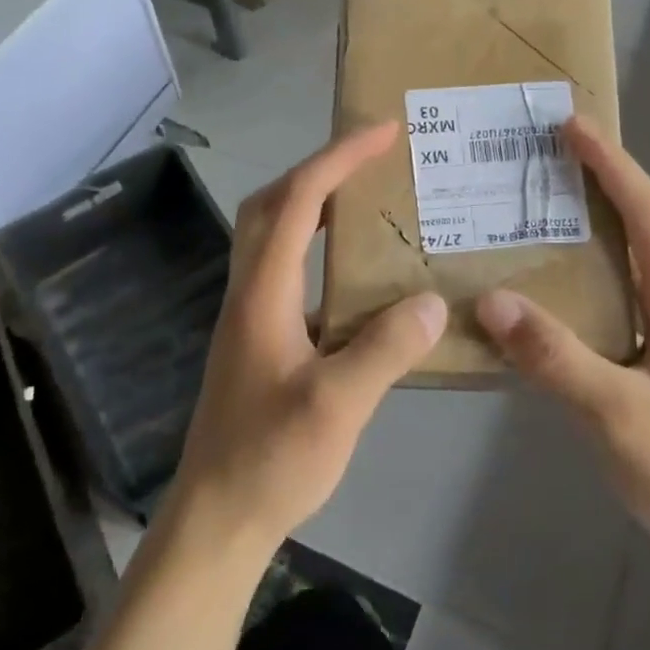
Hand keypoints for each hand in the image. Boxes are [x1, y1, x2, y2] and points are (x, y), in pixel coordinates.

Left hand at [167, 123, 447, 559]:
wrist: (216, 517)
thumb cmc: (270, 459)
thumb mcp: (337, 406)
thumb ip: (385, 349)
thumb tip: (433, 303)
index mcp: (263, 292)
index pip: (297, 201)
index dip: (337, 159)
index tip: (381, 132)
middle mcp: (249, 291)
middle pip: (272, 204)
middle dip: (319, 168)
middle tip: (370, 158)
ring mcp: (250, 315)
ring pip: (273, 235)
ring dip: (313, 205)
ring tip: (367, 201)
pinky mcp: (259, 339)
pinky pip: (286, 270)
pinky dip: (316, 249)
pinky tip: (356, 276)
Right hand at [475, 117, 649, 577]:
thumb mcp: (616, 415)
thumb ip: (554, 356)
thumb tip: (492, 298)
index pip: (649, 213)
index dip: (611, 164)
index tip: (571, 126)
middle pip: (647, 229)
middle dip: (602, 186)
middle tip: (547, 162)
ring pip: (639, 266)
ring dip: (599, 232)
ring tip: (546, 216)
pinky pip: (631, 300)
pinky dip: (597, 278)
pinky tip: (563, 296)